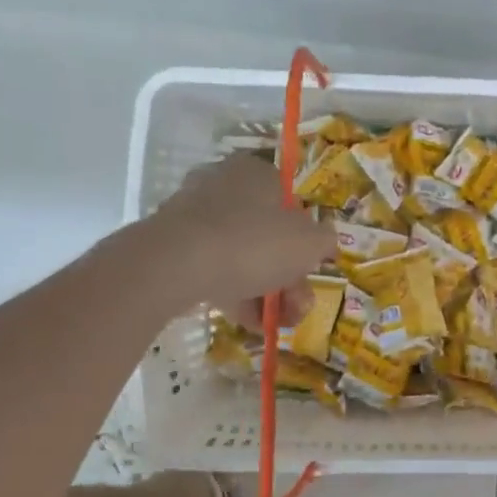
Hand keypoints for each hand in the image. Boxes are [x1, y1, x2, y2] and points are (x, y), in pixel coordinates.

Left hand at [142, 154, 334, 312]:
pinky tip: (250, 324)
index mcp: (256, 172)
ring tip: (277, 322)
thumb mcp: (310, 243)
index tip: (310, 269)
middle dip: (288, 276)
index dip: (306, 240)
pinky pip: (213, 270)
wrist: (175, 266)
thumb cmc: (253, 242)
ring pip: (241, 255)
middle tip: (298, 306)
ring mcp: (193, 216)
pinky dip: (234, 294)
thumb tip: (323, 242)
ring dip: (265, 290)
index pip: (290, 202)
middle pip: (266, 234)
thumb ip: (324, 241)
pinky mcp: (172, 247)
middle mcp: (222, 185)